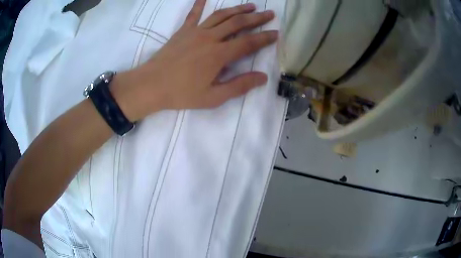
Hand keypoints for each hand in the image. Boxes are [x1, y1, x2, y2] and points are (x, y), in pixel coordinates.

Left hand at [111, 0, 277, 121]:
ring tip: (251, 5)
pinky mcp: (183, 31)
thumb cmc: (181, 94)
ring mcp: (195, 32)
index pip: (248, 42)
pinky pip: (194, 14)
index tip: (276, 33)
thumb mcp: (213, 97)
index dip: (264, 38)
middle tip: (270, 14)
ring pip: (221, 15)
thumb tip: (262, 77)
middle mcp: (210, 38)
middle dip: (256, 18)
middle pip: (238, 23)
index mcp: (219, 55)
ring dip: (237, 9)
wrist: (150, 85)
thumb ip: (239, 86)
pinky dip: (200, 4)